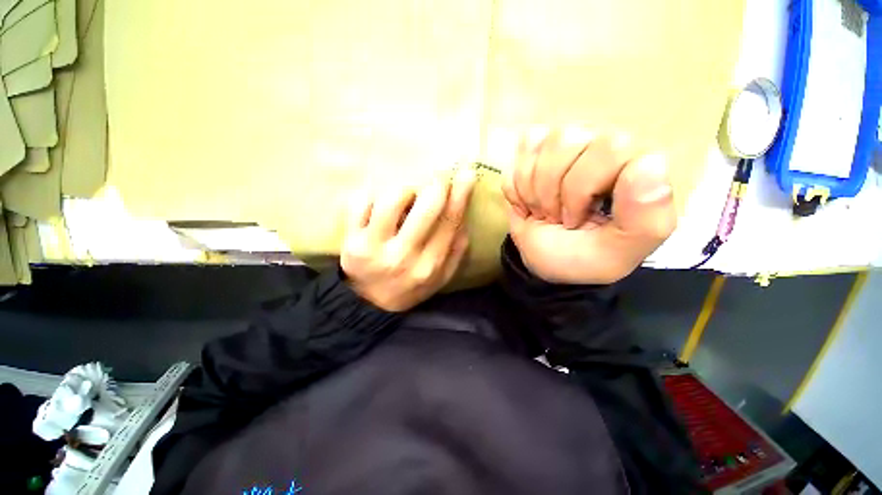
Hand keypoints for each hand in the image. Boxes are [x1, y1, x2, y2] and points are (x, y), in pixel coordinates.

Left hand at [341, 168, 476, 311]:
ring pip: (391, 200)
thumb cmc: (409, 287)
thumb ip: (456, 250)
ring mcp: (373, 247)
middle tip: (439, 178)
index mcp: (429, 265)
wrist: (369, 303)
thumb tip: (463, 219)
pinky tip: (379, 203)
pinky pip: (360, 203)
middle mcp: (403, 256)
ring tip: (407, 194)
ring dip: (404, 189)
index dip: (460, 196)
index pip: (449, 223)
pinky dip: (372, 195)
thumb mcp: (441, 277)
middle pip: (425, 208)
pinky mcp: (351, 241)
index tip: (467, 174)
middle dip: (436, 184)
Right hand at [502, 127, 676, 284]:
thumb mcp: (617, 253)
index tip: (576, 220)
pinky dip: (517, 184)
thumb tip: (650, 162)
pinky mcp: (540, 147)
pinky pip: (523, 149)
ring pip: (541, 143)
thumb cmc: (580, 258)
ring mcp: (571, 142)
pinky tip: (528, 201)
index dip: (579, 190)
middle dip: (551, 192)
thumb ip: (645, 220)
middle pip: (566, 141)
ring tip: (543, 211)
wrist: (543, 258)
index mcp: (637, 166)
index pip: (609, 147)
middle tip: (556, 218)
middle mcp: (606, 144)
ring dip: (532, 190)